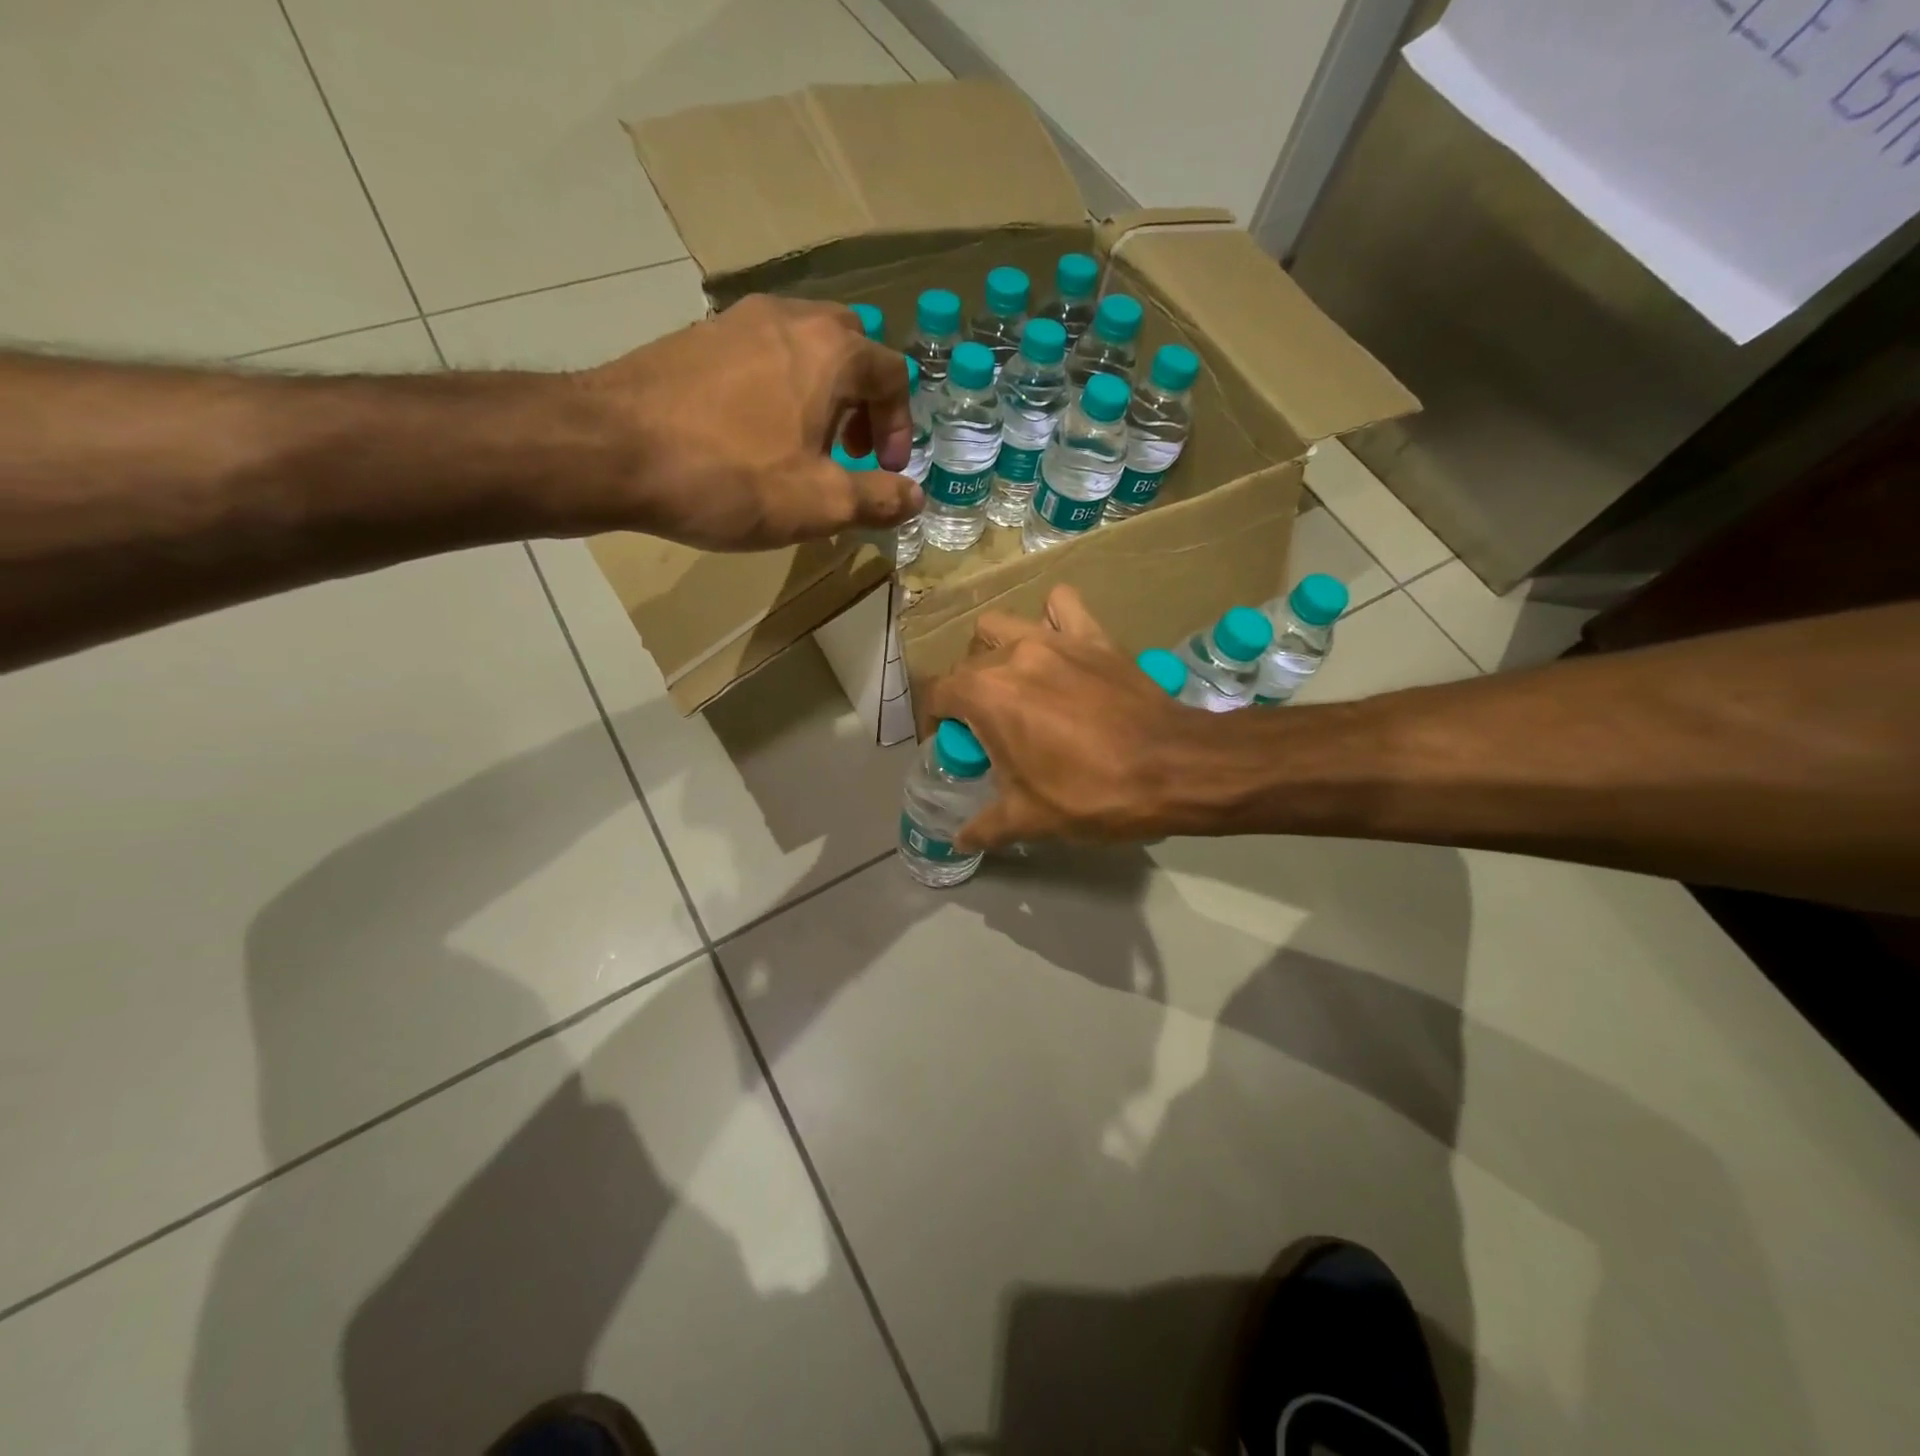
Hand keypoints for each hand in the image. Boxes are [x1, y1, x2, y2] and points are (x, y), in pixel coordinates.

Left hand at [572, 294, 920, 549]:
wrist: (611, 449)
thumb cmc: (731, 476)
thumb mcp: (821, 503)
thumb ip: (879, 499)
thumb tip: (916, 498)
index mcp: (830, 350)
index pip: (893, 374)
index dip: (900, 427)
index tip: (884, 470)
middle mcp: (788, 317)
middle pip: (850, 347)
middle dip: (863, 402)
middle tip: (852, 451)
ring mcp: (735, 321)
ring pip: (802, 349)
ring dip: (820, 396)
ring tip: (805, 449)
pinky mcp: (696, 338)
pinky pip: (759, 356)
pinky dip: (778, 391)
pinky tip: (754, 438)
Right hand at [925, 586, 1205, 849]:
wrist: (1172, 768)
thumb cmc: (1091, 793)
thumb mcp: (1029, 820)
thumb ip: (984, 828)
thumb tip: (960, 841)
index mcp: (986, 694)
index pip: (937, 695)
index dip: (936, 723)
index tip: (954, 747)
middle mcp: (1013, 654)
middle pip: (969, 665)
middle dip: (968, 696)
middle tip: (992, 732)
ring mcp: (1055, 639)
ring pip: (1003, 626)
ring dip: (996, 651)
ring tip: (1016, 683)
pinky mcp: (1094, 636)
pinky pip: (1062, 607)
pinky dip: (1051, 618)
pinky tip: (1058, 645)